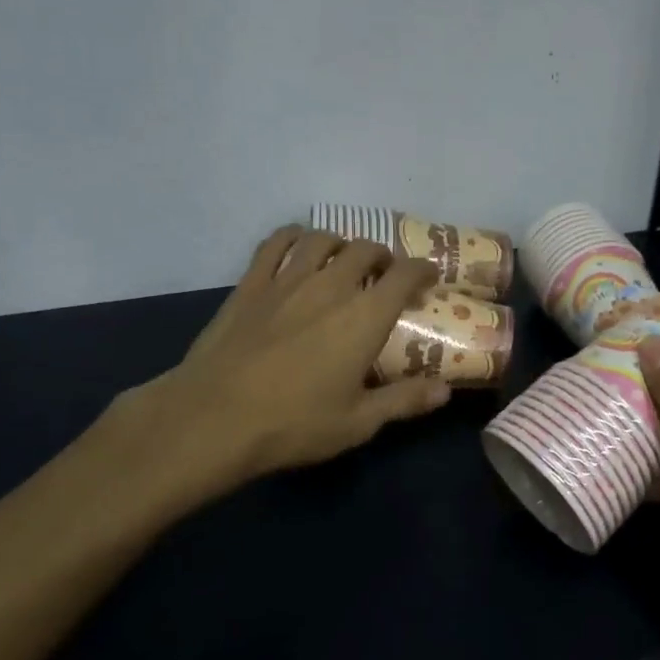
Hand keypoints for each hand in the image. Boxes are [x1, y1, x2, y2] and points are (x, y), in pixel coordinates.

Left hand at [110, 227, 449, 508]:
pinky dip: (293, 236)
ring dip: (341, 243)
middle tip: (385, 275)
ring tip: (343, 258)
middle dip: (383, 257)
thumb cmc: (294, 423)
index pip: (405, 274)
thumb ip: (405, 401)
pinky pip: (275, 243)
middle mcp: (331, 286)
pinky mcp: (250, 284)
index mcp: (365, 316)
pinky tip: (297, 244)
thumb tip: (445, 390)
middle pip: (366, 250)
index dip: (422, 270)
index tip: (427, 278)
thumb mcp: (358, 422)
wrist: (214, 418)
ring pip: (323, 239)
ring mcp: (287, 280)